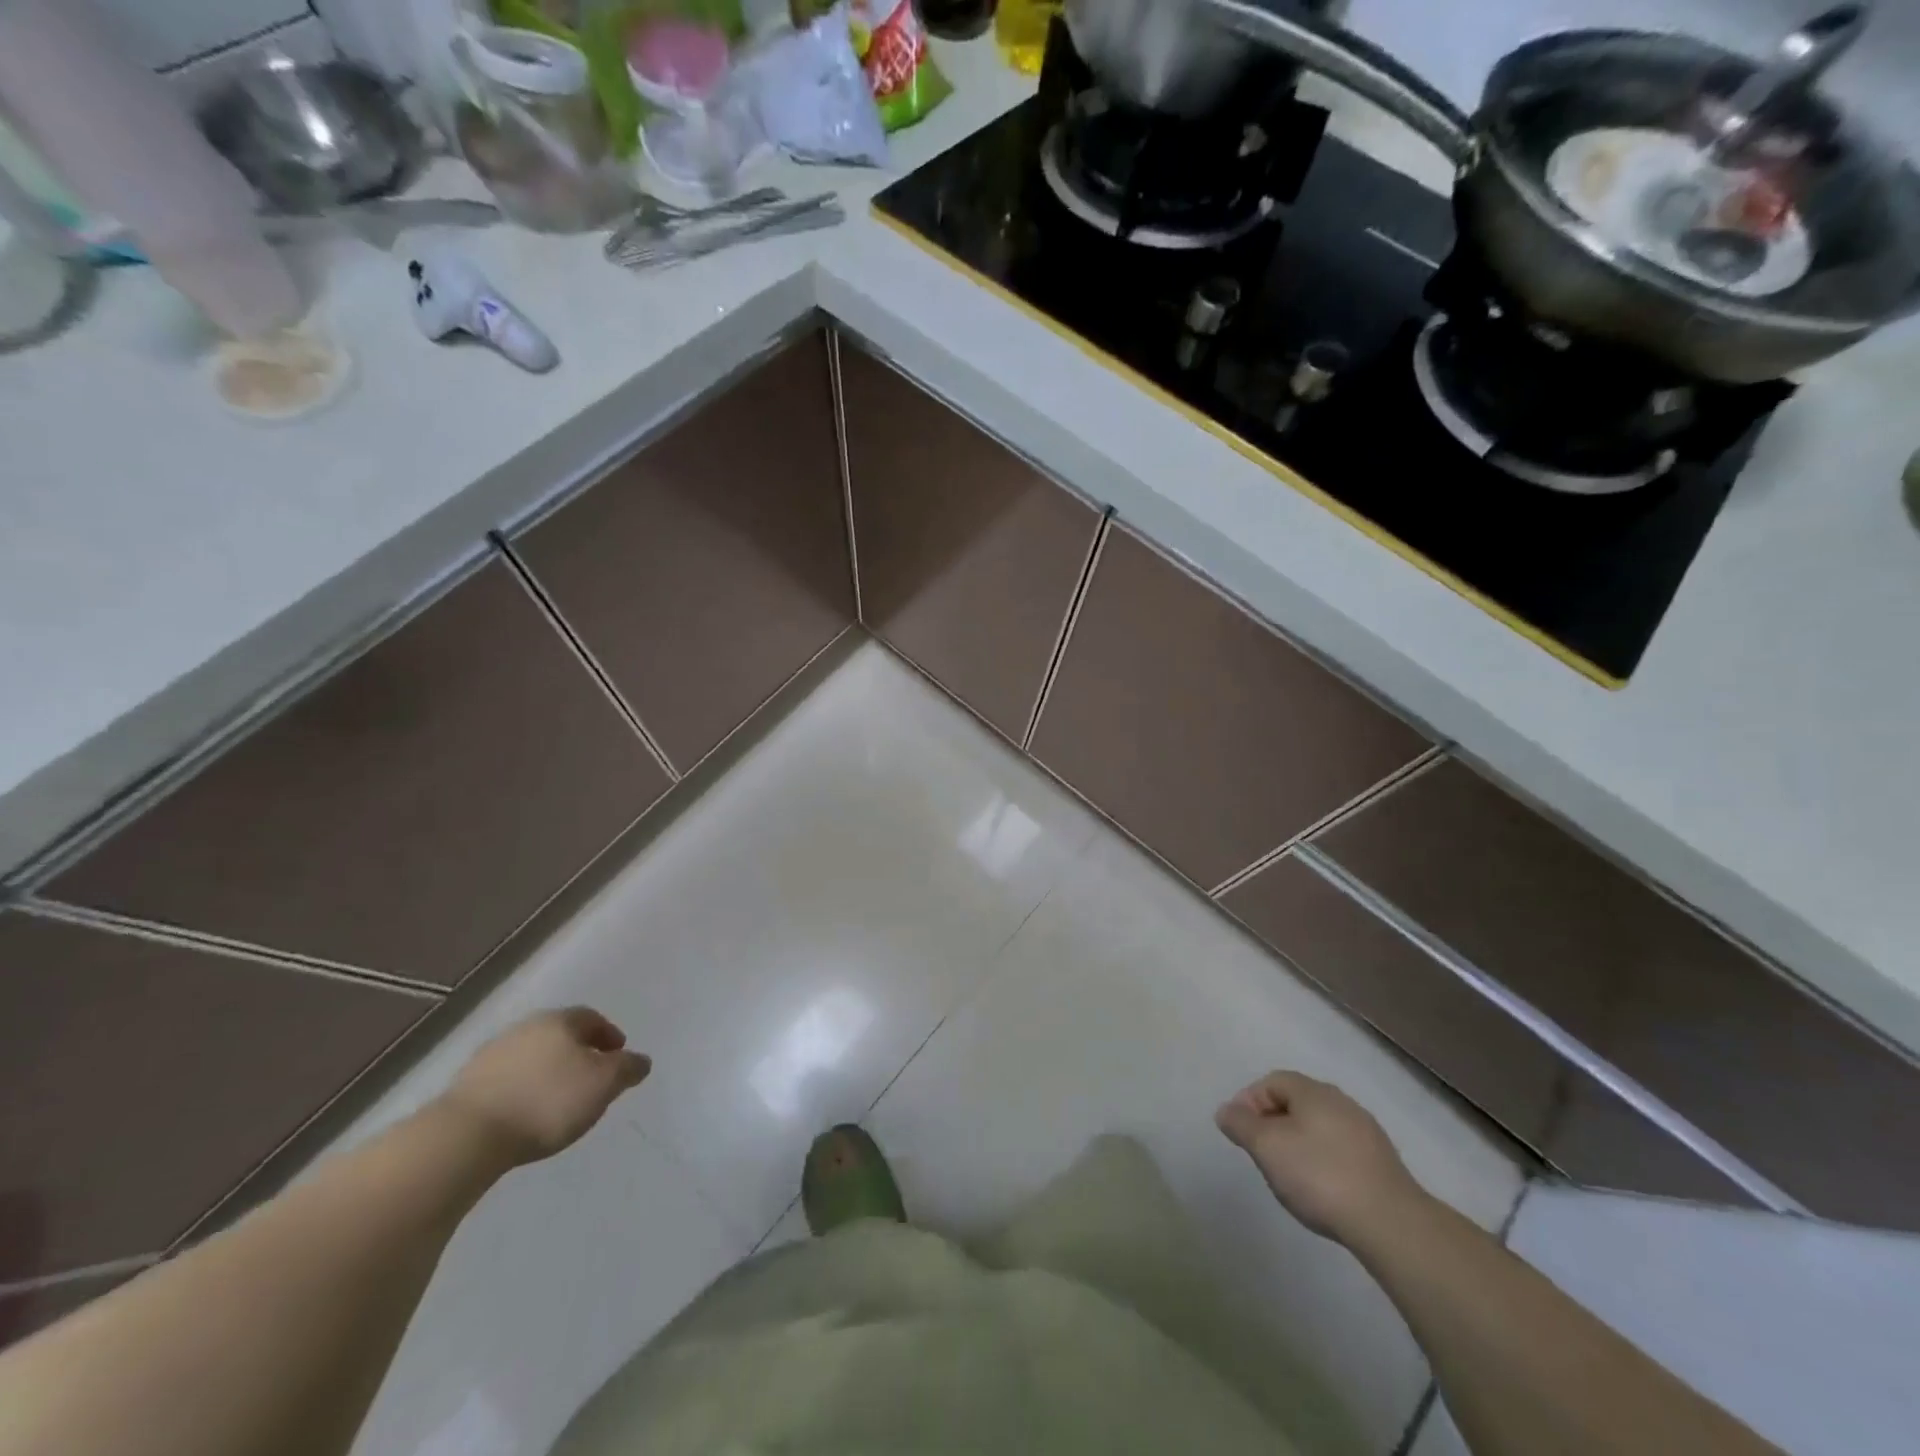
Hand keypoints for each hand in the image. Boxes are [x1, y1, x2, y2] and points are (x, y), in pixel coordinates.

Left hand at [439, 1007, 650, 1167]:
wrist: (467, 1135)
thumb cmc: (547, 1102)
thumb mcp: (603, 1085)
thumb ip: (627, 1069)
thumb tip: (641, 1060)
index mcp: (560, 1021)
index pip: (592, 1018)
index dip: (608, 1035)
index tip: (618, 1056)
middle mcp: (526, 1027)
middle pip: (560, 1034)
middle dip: (578, 1052)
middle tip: (590, 1077)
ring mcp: (492, 1054)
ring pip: (531, 1055)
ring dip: (547, 1071)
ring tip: (556, 1100)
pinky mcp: (466, 1084)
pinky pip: (506, 1079)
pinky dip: (521, 1089)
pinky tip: (524, 1112)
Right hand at [1216, 1071, 1425, 1242]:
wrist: (1390, 1224)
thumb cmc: (1319, 1175)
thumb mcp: (1266, 1147)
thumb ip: (1241, 1124)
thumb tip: (1226, 1111)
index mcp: (1314, 1091)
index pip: (1272, 1081)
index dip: (1249, 1102)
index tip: (1241, 1133)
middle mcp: (1341, 1102)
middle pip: (1296, 1102)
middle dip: (1273, 1123)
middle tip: (1261, 1153)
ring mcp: (1366, 1133)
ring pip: (1319, 1128)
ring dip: (1298, 1144)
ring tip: (1289, 1175)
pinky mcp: (1382, 1164)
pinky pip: (1340, 1151)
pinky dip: (1323, 1162)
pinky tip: (1322, 1190)